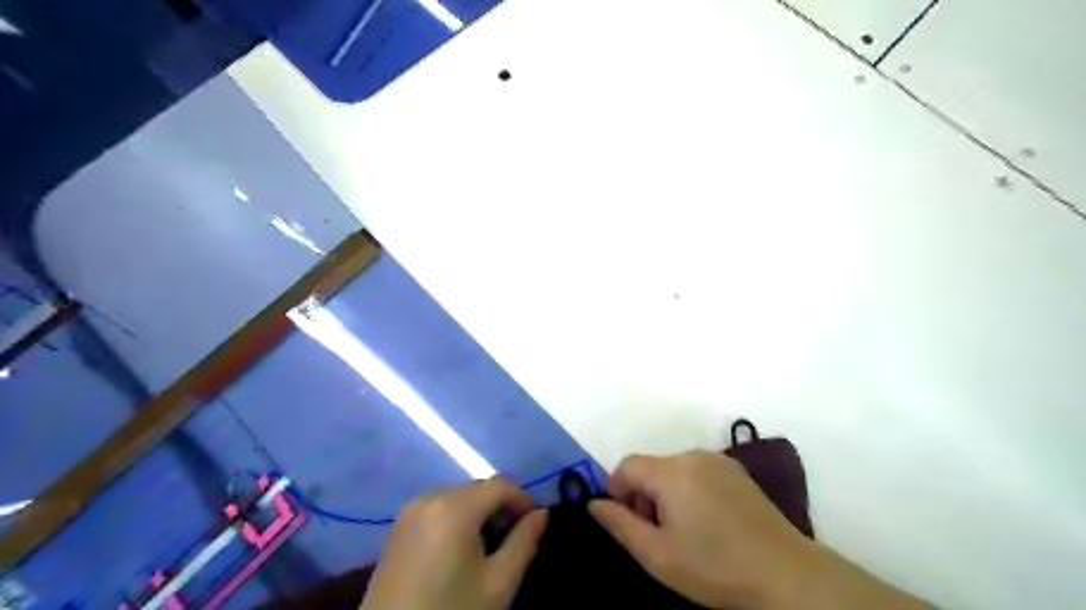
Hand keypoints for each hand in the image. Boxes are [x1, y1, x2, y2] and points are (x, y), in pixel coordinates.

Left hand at [362, 480, 546, 609]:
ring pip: (458, 496)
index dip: (523, 500)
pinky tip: (460, 547)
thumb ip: (524, 542)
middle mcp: (430, 497)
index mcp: (455, 507)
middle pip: (478, 488)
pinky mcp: (398, 527)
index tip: (535, 524)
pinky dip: (456, 517)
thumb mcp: (498, 584)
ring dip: (479, 511)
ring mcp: (410, 511)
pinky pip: (438, 507)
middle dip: (501, 506)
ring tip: (489, 544)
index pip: (501, 486)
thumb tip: (541, 514)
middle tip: (514, 536)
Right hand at [586, 451, 813, 607]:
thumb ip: (619, 524)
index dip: (616, 490)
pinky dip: (689, 490)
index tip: (625, 522)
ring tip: (683, 531)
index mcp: (671, 471)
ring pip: (674, 469)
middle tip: (656, 534)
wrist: (785, 574)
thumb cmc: (715, 567)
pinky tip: (707, 521)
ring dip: (666, 493)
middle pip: (651, 467)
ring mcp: (718, 460)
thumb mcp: (658, 555)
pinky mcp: (737, 470)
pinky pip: (698, 472)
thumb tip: (594, 503)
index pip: (627, 465)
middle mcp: (693, 455)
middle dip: (643, 495)